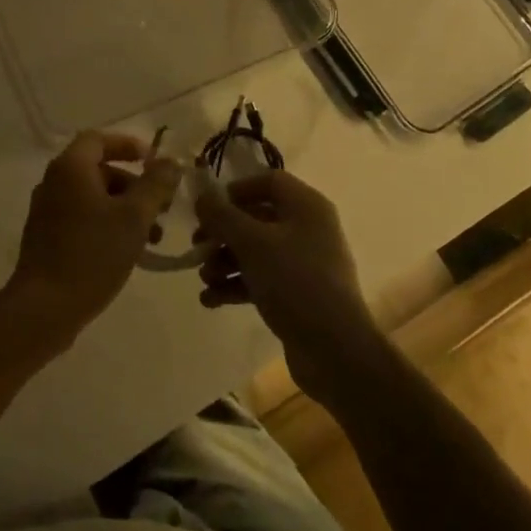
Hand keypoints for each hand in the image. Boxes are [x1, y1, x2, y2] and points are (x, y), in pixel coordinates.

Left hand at [8, 131, 182, 340]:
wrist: (44, 308)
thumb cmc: (92, 254)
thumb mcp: (134, 217)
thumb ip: (156, 185)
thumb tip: (171, 163)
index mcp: (70, 169)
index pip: (99, 139)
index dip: (128, 145)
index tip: (153, 162)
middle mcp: (54, 183)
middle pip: (99, 170)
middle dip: (134, 185)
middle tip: (161, 207)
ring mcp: (47, 212)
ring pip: (93, 197)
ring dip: (125, 209)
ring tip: (153, 238)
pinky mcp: (47, 239)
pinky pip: (82, 218)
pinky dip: (107, 224)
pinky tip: (129, 252)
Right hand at [195, 170, 380, 403]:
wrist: (334, 349)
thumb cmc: (294, 282)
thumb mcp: (252, 243)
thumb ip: (223, 216)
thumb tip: (202, 197)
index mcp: (306, 206)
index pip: (269, 182)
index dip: (236, 190)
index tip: (209, 208)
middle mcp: (307, 228)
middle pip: (257, 218)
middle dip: (223, 233)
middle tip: (197, 247)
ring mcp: (303, 263)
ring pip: (255, 251)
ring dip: (225, 261)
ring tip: (205, 279)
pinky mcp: (297, 294)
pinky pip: (260, 279)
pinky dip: (236, 285)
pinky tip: (211, 300)